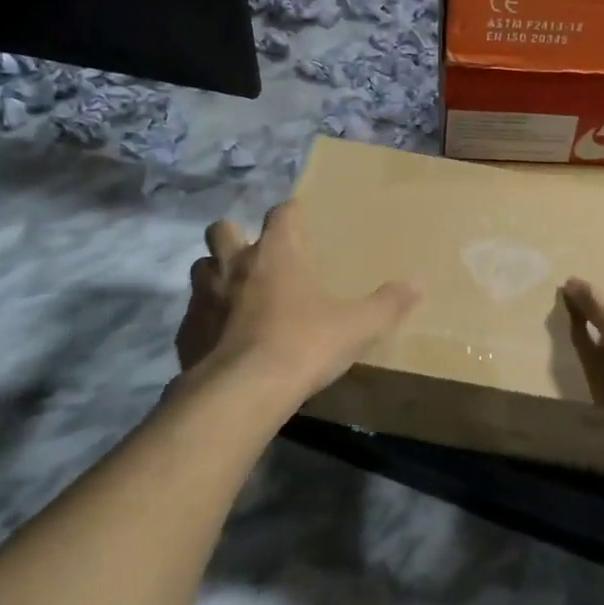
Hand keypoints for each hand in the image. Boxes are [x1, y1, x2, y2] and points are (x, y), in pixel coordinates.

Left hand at [177, 200, 418, 401]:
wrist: (242, 392)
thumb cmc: (303, 345)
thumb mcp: (357, 326)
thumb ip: (387, 304)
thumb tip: (417, 284)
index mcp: (275, 254)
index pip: (280, 214)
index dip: (290, 212)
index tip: (298, 215)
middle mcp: (232, 266)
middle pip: (222, 230)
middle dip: (234, 234)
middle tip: (254, 253)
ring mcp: (203, 298)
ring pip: (200, 268)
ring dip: (214, 273)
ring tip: (235, 292)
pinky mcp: (186, 332)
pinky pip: (193, 315)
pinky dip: (205, 319)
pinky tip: (221, 338)